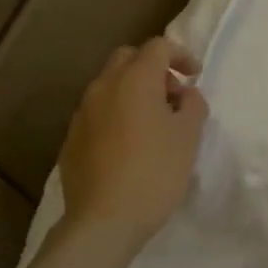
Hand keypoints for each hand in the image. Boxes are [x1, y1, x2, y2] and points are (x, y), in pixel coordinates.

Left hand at [57, 37, 207, 256]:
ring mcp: (82, 113)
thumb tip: (185, 94)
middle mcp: (103, 87)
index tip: (195, 77)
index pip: (158, 47)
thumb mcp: (189, 137)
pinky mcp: (72, 138)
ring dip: (134, 92)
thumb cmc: (155, 173)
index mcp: (134, 80)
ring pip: (110, 85)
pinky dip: (117, 114)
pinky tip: (130, 145)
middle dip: (153, 68)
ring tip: (154, 123)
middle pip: (128, 59)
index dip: (181, 55)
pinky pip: (98, 112)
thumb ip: (193, 105)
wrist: (104, 220)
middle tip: (173, 96)